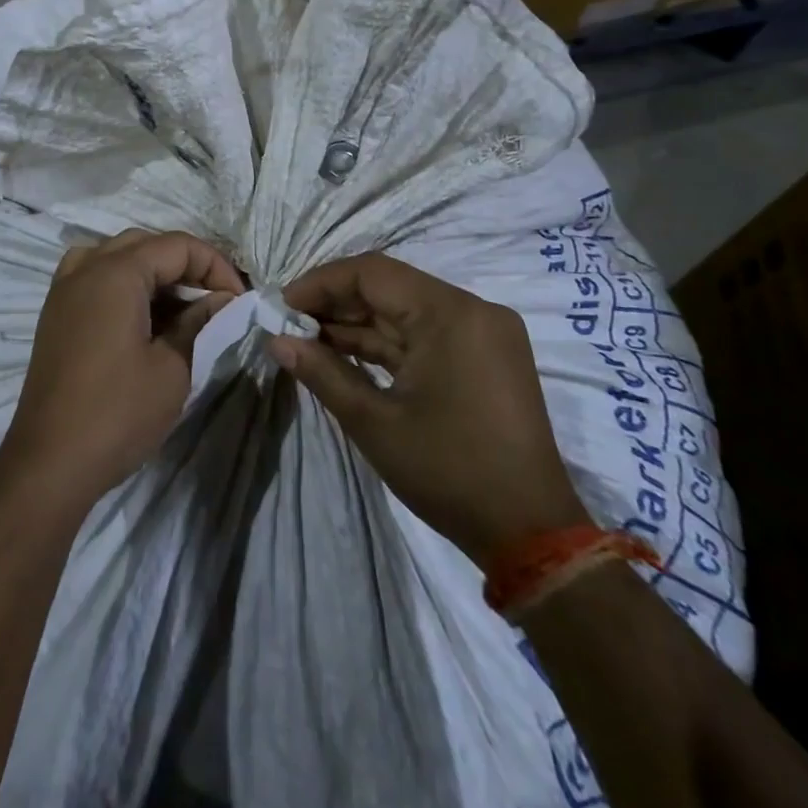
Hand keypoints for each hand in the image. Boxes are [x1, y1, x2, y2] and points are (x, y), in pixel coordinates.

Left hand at [1, 229, 242, 506]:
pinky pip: (93, 276)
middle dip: (187, 265)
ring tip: (181, 305)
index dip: (215, 266)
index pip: (177, 245)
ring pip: (117, 255)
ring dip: (154, 271)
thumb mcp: (173, 368)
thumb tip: (223, 300)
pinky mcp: (55, 313)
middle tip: (216, 300)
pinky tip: (141, 314)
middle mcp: (86, 268)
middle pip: (146, 244)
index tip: (239, 300)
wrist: (49, 463)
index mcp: (115, 272)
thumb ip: (200, 323)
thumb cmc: (117, 413)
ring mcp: (64, 289)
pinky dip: (123, 282)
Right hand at [271, 253, 588, 569]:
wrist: (531, 534)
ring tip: (307, 340)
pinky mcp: (484, 356)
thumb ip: (322, 373)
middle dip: (336, 304)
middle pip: (390, 287)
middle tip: (289, 324)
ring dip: (358, 324)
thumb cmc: (449, 472)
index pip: (373, 273)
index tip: (282, 305)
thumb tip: (276, 341)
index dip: (321, 283)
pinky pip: (425, 334)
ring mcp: (482, 333)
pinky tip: (344, 354)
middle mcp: (472, 310)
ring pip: (405, 311)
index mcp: (451, 314)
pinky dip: (386, 343)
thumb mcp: (374, 423)